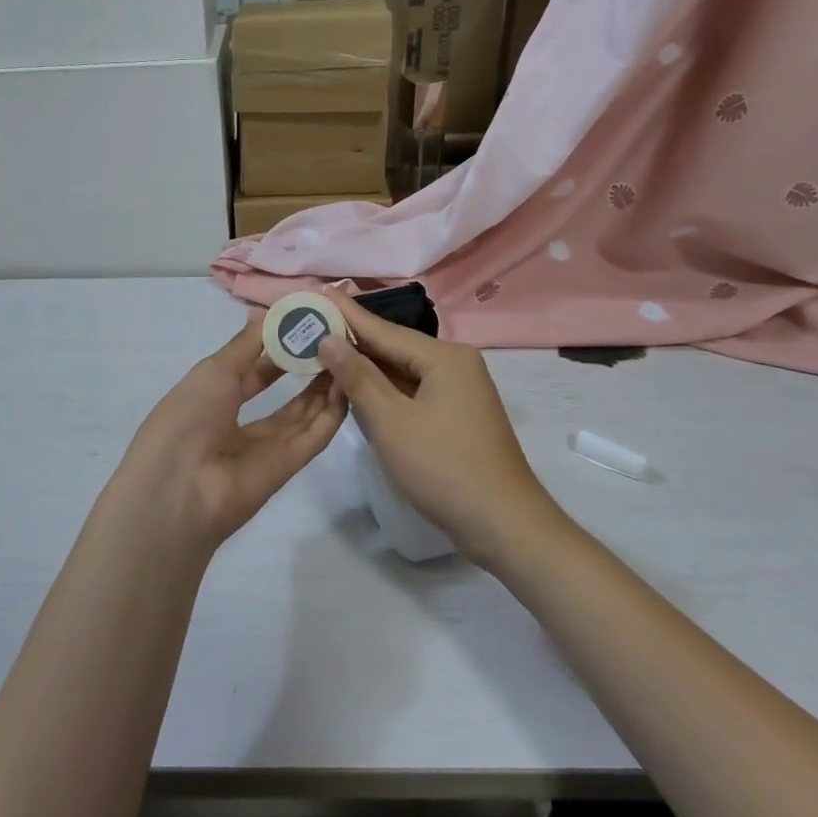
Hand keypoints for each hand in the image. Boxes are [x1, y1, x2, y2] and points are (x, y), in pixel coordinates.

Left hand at [122, 318, 346, 547]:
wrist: (180, 488)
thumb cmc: (188, 417)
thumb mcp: (213, 371)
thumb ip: (245, 344)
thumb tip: (266, 313)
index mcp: (212, 397)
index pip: (252, 367)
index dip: (277, 345)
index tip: (306, 321)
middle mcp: (238, 421)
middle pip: (280, 391)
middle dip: (303, 364)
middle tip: (334, 336)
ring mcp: (264, 447)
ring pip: (302, 412)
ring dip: (323, 386)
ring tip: (347, 354)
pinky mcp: (286, 467)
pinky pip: (313, 437)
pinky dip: (331, 414)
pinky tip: (349, 386)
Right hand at [317, 291, 561, 567]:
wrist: (503, 525)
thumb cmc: (443, 467)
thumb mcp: (391, 421)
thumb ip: (358, 377)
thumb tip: (329, 339)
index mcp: (445, 358)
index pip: (384, 330)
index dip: (347, 314)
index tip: (319, 291)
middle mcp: (455, 365)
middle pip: (395, 347)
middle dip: (354, 338)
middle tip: (314, 320)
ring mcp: (459, 392)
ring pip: (403, 371)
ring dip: (367, 365)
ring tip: (326, 347)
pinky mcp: (456, 417)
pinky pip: (413, 391)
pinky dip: (385, 389)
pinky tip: (358, 386)